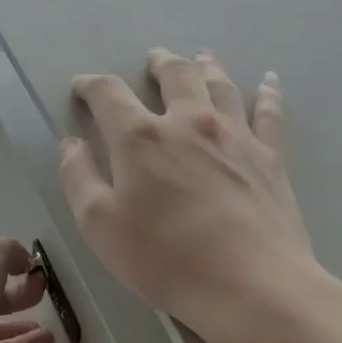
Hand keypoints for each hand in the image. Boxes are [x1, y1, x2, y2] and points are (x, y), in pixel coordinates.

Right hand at [60, 48, 321, 337]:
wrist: (251, 285)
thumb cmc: (165, 259)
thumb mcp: (100, 226)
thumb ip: (79, 179)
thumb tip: (71, 144)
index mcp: (140, 138)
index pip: (109, 95)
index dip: (90, 85)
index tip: (81, 87)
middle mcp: (188, 123)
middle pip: (174, 76)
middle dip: (159, 64)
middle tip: (153, 59)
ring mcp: (235, 136)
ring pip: (220, 85)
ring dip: (206, 66)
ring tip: (200, 57)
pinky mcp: (270, 157)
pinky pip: (269, 113)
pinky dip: (267, 93)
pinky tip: (269, 81)